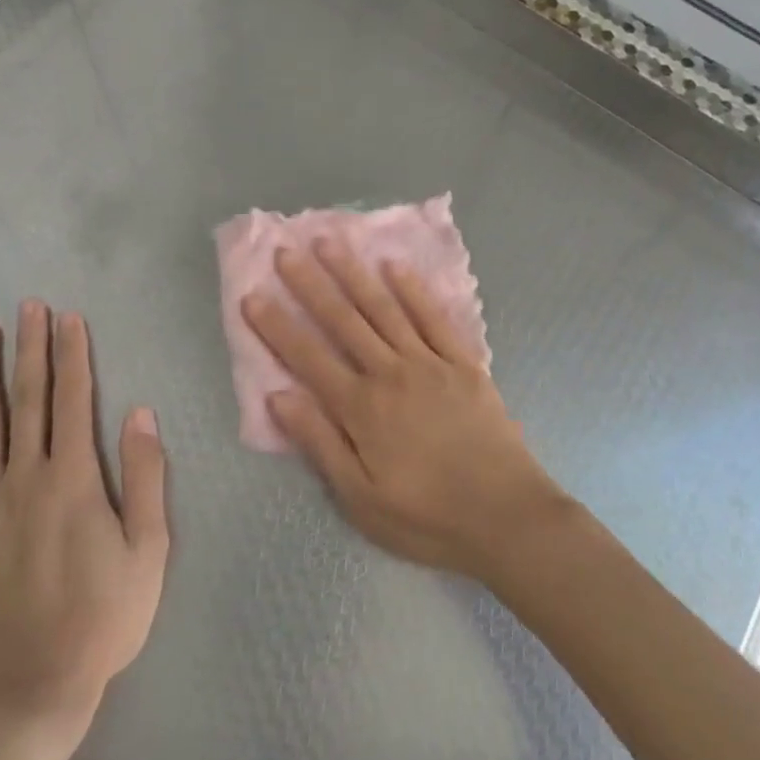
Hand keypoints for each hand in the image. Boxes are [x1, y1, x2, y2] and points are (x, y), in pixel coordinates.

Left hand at [0, 301, 169, 753]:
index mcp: (74, 479)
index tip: (68, 316)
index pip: (74, 399)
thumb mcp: (148, 550)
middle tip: (27, 305)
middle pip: (28, 400)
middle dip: (30, 348)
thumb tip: (140, 411)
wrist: (29, 693)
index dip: (72, 354)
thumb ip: (146, 476)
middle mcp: (25, 479)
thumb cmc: (101, 619)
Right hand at [243, 241, 570, 579]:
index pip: (308, 357)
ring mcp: (429, 362)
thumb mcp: (361, 499)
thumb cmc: (428, 517)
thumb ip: (319, 443)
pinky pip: (433, 317)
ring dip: (354, 273)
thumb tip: (278, 396)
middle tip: (285, 251)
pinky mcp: (463, 362)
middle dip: (310, 284)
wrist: (507, 516)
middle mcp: (390, 373)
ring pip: (383, 308)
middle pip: (343, 321)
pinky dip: (413, 289)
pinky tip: (394, 265)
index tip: (252, 295)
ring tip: (329, 242)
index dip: (277, 326)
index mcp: (361, 408)